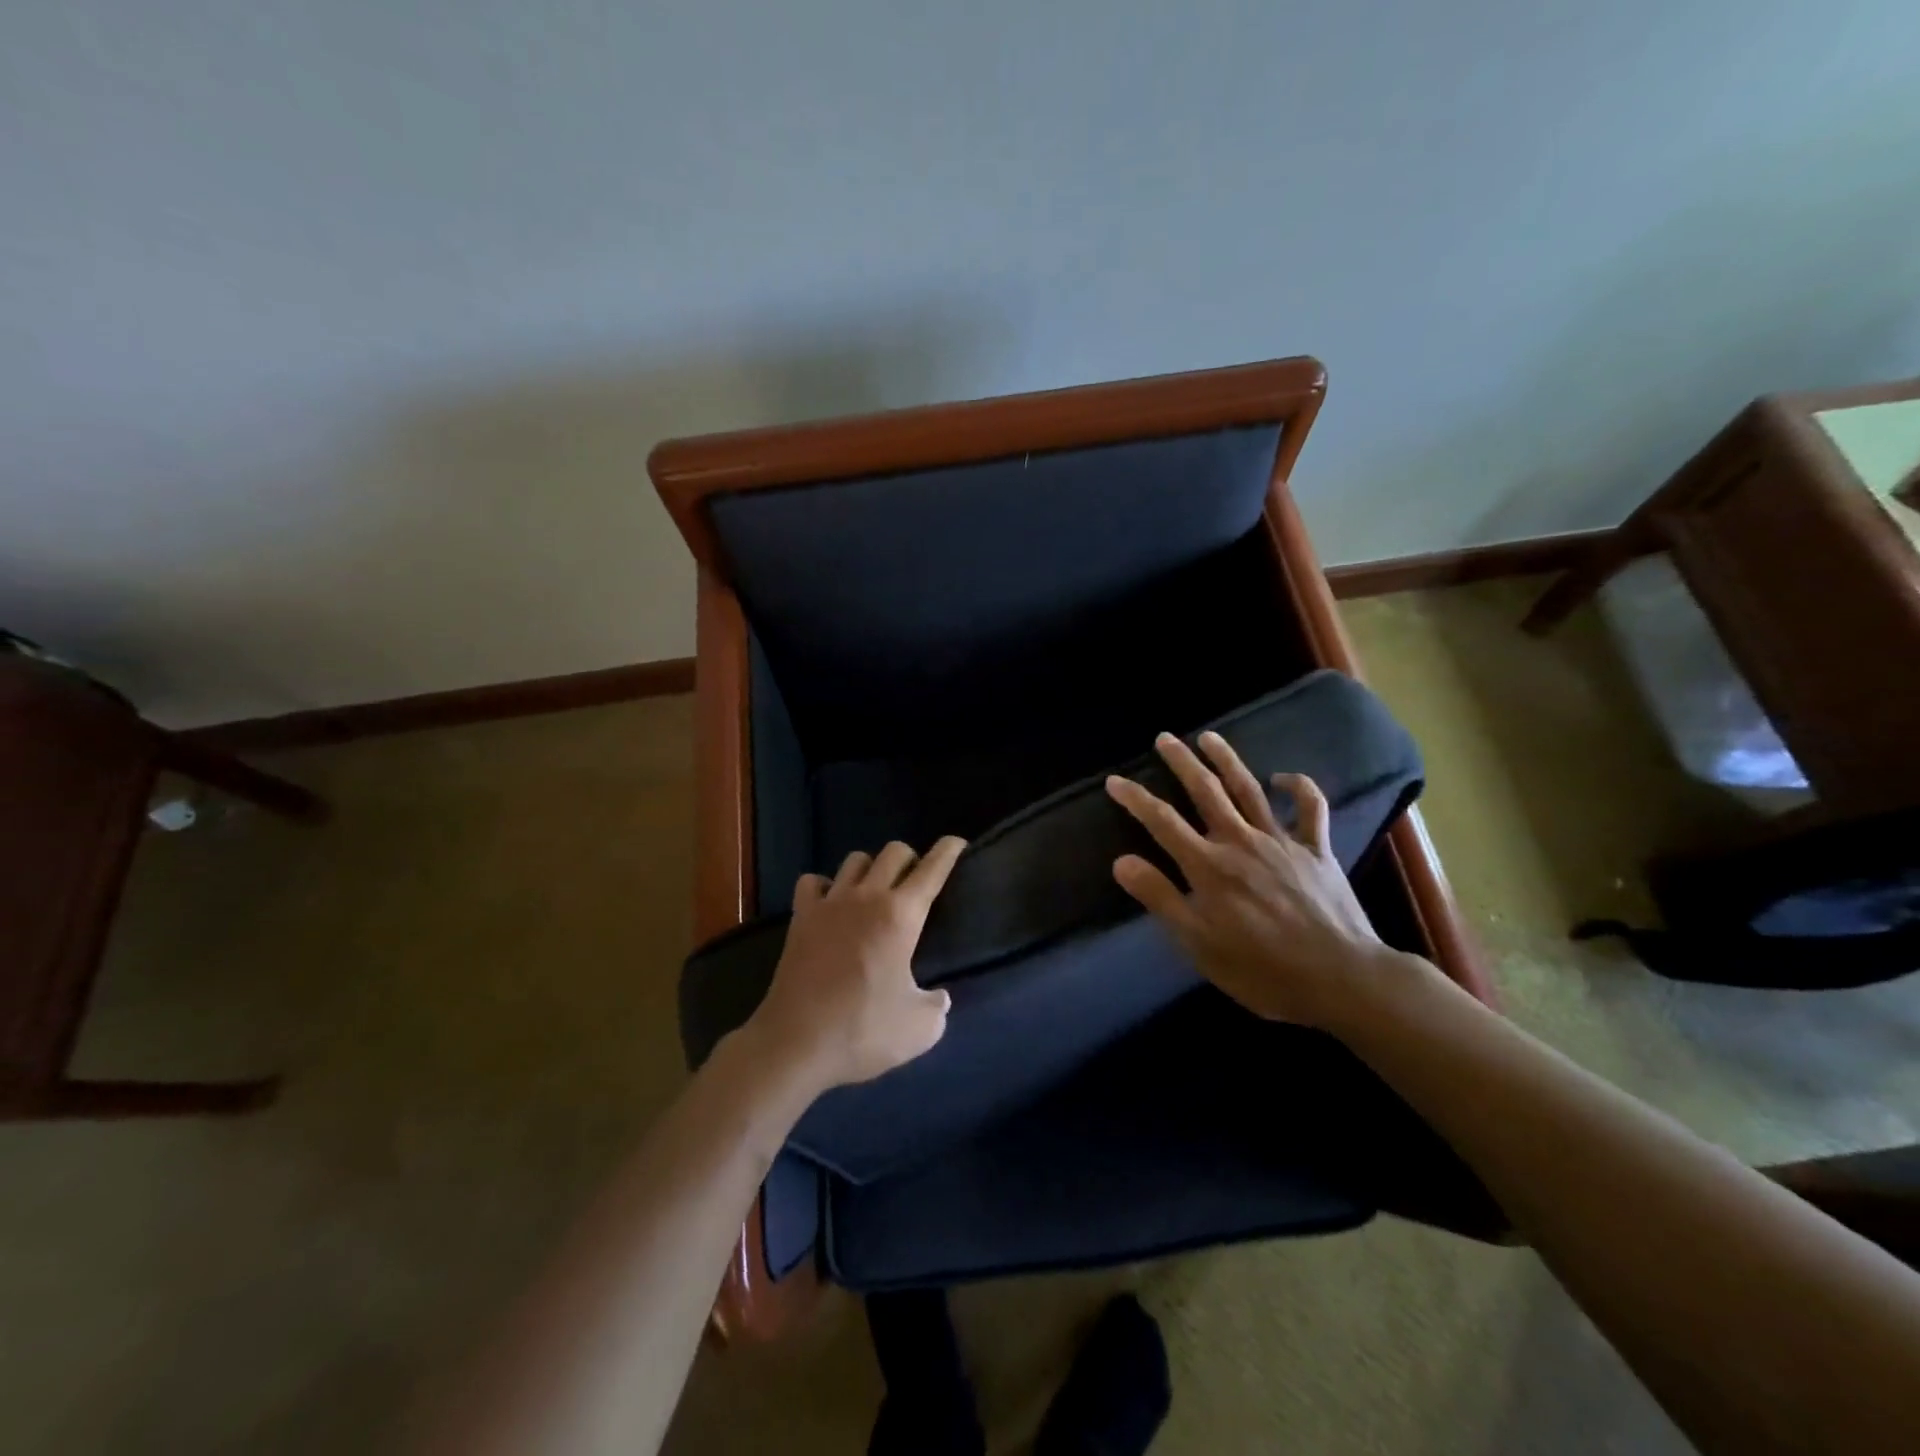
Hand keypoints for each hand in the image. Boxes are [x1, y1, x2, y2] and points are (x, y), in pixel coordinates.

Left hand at [743, 837, 966, 1091]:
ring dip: (872, 869)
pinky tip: (831, 905)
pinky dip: (826, 886)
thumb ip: (938, 1005)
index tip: (957, 842)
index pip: (932, 869)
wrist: (795, 1043)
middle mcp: (867, 897)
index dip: (949, 851)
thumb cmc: (863, 1031)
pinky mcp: (801, 917)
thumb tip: (938, 996)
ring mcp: (830, 903)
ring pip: (855, 859)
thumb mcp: (920, 1029)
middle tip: (915, 884)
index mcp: (901, 916)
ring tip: (875, 892)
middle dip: (911, 859)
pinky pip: (814, 881)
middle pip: (894, 851)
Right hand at [1105, 731, 1419, 1030]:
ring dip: (1227, 759)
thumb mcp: (1199, 944)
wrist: (1341, 978)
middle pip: (1205, 791)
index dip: (1135, 798)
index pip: (1162, 822)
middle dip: (1181, 762)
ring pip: (1248, 789)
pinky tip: (1282, 777)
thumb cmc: (1262, 969)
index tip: (1115, 780)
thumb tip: (1121, 861)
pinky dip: (1298, 787)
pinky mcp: (1317, 849)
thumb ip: (1161, 898)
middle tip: (1165, 738)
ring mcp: (1281, 841)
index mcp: (1209, 867)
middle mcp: (1241, 842)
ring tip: (1208, 737)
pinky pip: (1310, 808)